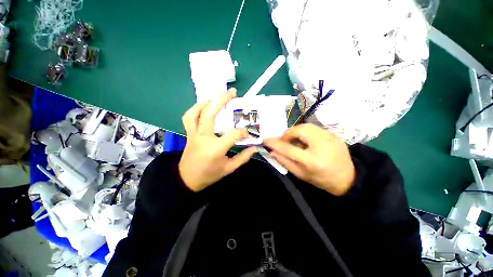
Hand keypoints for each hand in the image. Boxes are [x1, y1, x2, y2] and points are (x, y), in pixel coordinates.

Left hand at [179, 88, 256, 191]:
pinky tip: (205, 107)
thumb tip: (255, 148)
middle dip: (221, 100)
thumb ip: (243, 158)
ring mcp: (194, 134)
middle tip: (232, 92)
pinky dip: (196, 109)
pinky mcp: (189, 133)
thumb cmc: (209, 175)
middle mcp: (203, 138)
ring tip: (216, 98)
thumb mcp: (229, 169)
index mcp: (215, 148)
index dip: (243, 131)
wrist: (187, 180)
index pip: (233, 134)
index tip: (248, 132)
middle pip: (210, 114)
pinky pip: (189, 117)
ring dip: (206, 102)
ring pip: (195, 112)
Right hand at [264, 124, 354, 195]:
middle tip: (284, 141)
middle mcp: (322, 145)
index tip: (266, 140)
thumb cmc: (322, 179)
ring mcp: (330, 137)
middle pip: (299, 131)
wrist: (348, 178)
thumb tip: (272, 151)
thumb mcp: (301, 174)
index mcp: (313, 160)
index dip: (275, 143)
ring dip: (296, 131)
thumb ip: (285, 162)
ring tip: (294, 140)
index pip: (288, 148)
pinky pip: (314, 128)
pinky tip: (306, 140)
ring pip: (306, 126)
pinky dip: (305, 131)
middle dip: (288, 134)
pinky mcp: (333, 134)